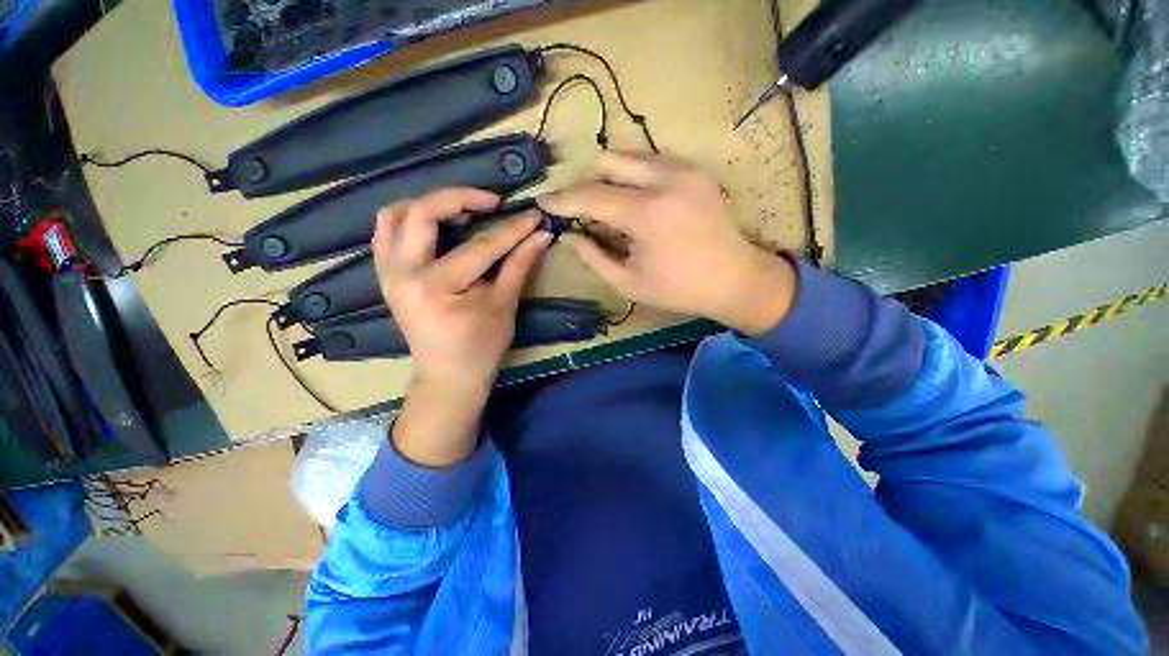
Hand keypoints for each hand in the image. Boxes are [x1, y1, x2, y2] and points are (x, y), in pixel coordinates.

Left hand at [372, 188, 551, 465]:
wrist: (447, 376)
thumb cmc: (481, 348)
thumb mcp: (504, 306)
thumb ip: (520, 265)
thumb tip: (541, 235)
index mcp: (436, 286)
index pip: (479, 246)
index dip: (511, 229)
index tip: (532, 214)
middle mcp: (403, 273)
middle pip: (422, 212)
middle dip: (460, 198)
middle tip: (492, 202)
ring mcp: (387, 273)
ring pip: (394, 215)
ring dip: (429, 204)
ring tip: (462, 210)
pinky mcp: (386, 276)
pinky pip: (387, 233)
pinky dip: (409, 219)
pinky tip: (435, 226)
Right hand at [540, 151, 797, 334]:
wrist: (736, 279)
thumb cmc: (679, 289)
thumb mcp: (628, 282)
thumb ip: (593, 256)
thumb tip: (568, 235)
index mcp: (647, 214)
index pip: (591, 195)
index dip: (563, 199)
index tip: (543, 202)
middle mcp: (665, 180)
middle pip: (608, 161)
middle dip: (587, 184)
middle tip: (582, 209)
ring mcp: (685, 171)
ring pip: (631, 156)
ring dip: (611, 178)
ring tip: (610, 208)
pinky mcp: (696, 172)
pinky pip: (653, 162)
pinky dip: (635, 177)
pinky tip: (636, 203)